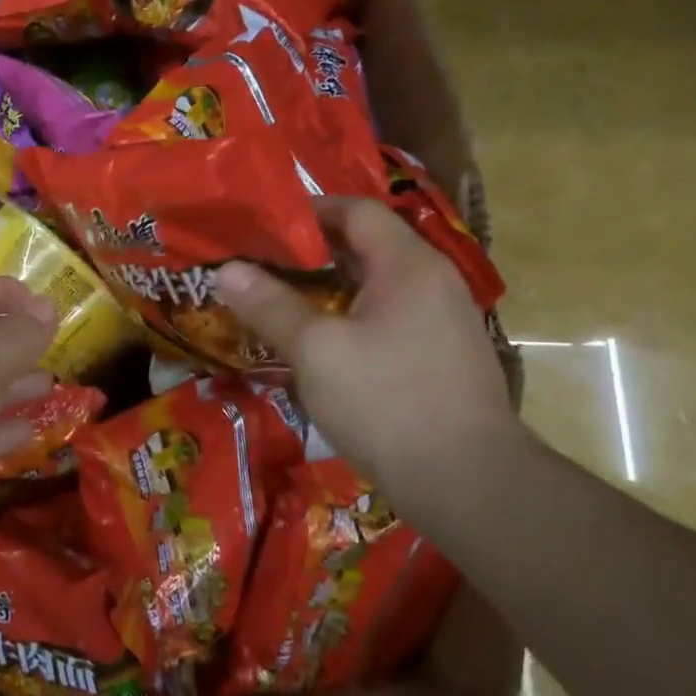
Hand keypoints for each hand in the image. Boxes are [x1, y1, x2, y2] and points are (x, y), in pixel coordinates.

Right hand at [216, 197, 516, 497]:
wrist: (469, 485)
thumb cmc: (387, 402)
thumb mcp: (316, 351)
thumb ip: (270, 306)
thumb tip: (226, 270)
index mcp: (409, 266)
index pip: (356, 211)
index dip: (308, 211)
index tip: (262, 226)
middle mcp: (432, 283)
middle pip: (364, 247)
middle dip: (308, 254)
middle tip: (258, 265)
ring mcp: (441, 323)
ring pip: (373, 288)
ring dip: (325, 291)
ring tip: (276, 302)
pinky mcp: (438, 359)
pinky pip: (385, 321)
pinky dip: (346, 320)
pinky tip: (314, 346)